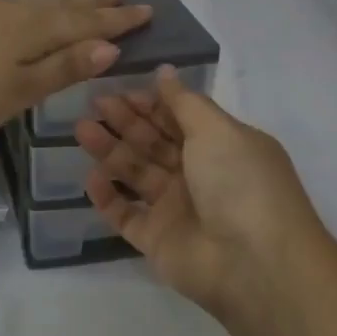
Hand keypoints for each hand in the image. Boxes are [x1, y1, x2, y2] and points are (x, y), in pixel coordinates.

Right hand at [75, 67, 329, 318]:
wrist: (254, 263)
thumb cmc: (240, 183)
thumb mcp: (217, 130)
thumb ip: (185, 102)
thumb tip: (165, 72)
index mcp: (222, 146)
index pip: (179, 118)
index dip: (151, 103)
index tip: (119, 88)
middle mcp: (199, 175)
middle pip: (155, 143)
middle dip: (126, 122)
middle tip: (94, 104)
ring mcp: (177, 209)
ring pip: (137, 175)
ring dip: (110, 152)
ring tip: (81, 131)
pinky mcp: (157, 241)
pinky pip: (126, 215)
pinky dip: (108, 197)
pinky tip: (90, 178)